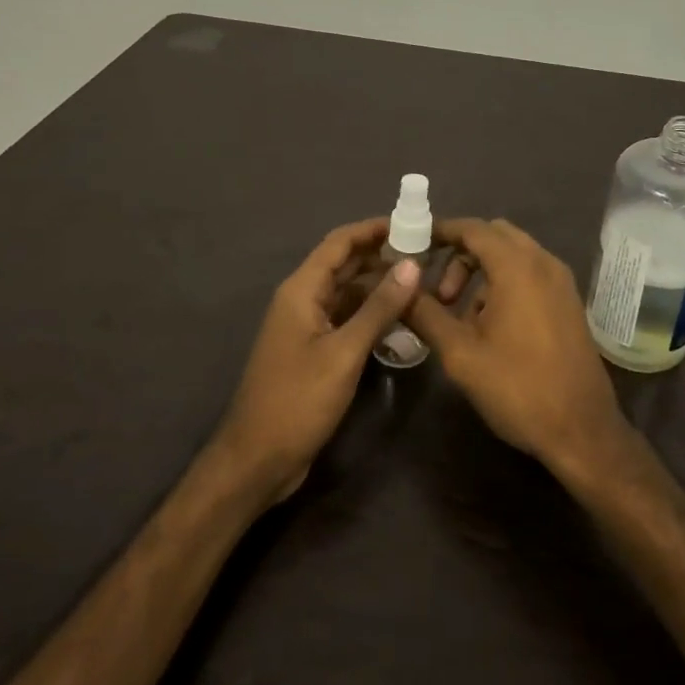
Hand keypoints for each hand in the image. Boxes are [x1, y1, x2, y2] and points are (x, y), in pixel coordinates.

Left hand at [212, 219, 421, 504]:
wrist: (257, 459)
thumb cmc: (298, 400)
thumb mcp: (344, 352)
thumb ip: (379, 308)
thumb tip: (412, 265)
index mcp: (302, 290)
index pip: (339, 243)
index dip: (372, 229)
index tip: (411, 224)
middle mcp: (302, 300)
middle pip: (344, 265)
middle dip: (381, 256)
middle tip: (426, 255)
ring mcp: (306, 327)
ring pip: (347, 293)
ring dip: (378, 287)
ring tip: (420, 285)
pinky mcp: (313, 351)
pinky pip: (345, 319)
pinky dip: (370, 315)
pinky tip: (399, 321)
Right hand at [408, 219, 631, 481]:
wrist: (582, 430)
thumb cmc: (518, 388)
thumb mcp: (461, 354)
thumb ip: (426, 314)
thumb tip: (400, 288)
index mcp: (517, 267)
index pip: (473, 229)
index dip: (441, 232)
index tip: (414, 245)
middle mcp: (543, 263)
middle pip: (495, 236)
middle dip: (461, 254)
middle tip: (440, 292)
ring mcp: (561, 282)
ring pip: (514, 255)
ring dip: (482, 271)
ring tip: (460, 316)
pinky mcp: (568, 302)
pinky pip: (530, 274)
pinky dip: (505, 283)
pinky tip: (490, 326)